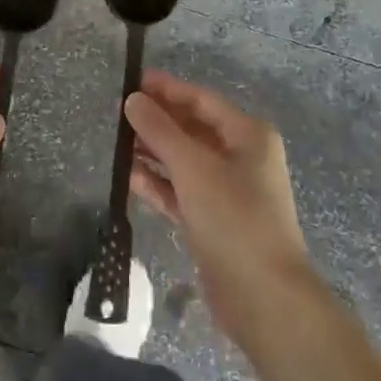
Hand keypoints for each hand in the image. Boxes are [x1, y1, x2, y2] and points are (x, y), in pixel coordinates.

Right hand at [124, 70, 315, 343]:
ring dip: (153, 152)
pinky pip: (181, 191)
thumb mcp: (193, 167)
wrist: (264, 298)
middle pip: (192, 129)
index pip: (201, 100)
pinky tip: (128, 177)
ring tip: (116, 143)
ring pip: (184, 161)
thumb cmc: (233, 218)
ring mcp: (227, 191)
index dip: (166, 89)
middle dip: (157, 122)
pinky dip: (158, 183)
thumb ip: (160, 130)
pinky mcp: (213, 220)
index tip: (131, 82)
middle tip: (116, 114)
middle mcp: (241, 157)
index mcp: (248, 135)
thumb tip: (133, 100)